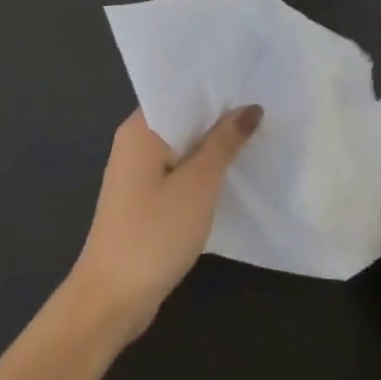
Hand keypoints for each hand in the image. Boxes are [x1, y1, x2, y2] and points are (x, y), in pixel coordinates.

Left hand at [66, 106, 262, 347]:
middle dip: (220, 116)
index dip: (215, 88)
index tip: (253, 81)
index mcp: (139, 130)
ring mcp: (138, 175)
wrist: (113, 298)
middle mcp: (134, 145)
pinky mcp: (145, 201)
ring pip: (183, 148)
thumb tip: (249, 108)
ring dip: (214, 146)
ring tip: (259, 134)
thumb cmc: (154, 233)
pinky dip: (203, 172)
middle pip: (182, 119)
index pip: (179, 92)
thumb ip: (224, 142)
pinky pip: (179, 173)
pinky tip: (233, 174)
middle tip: (267, 106)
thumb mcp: (198, 184)